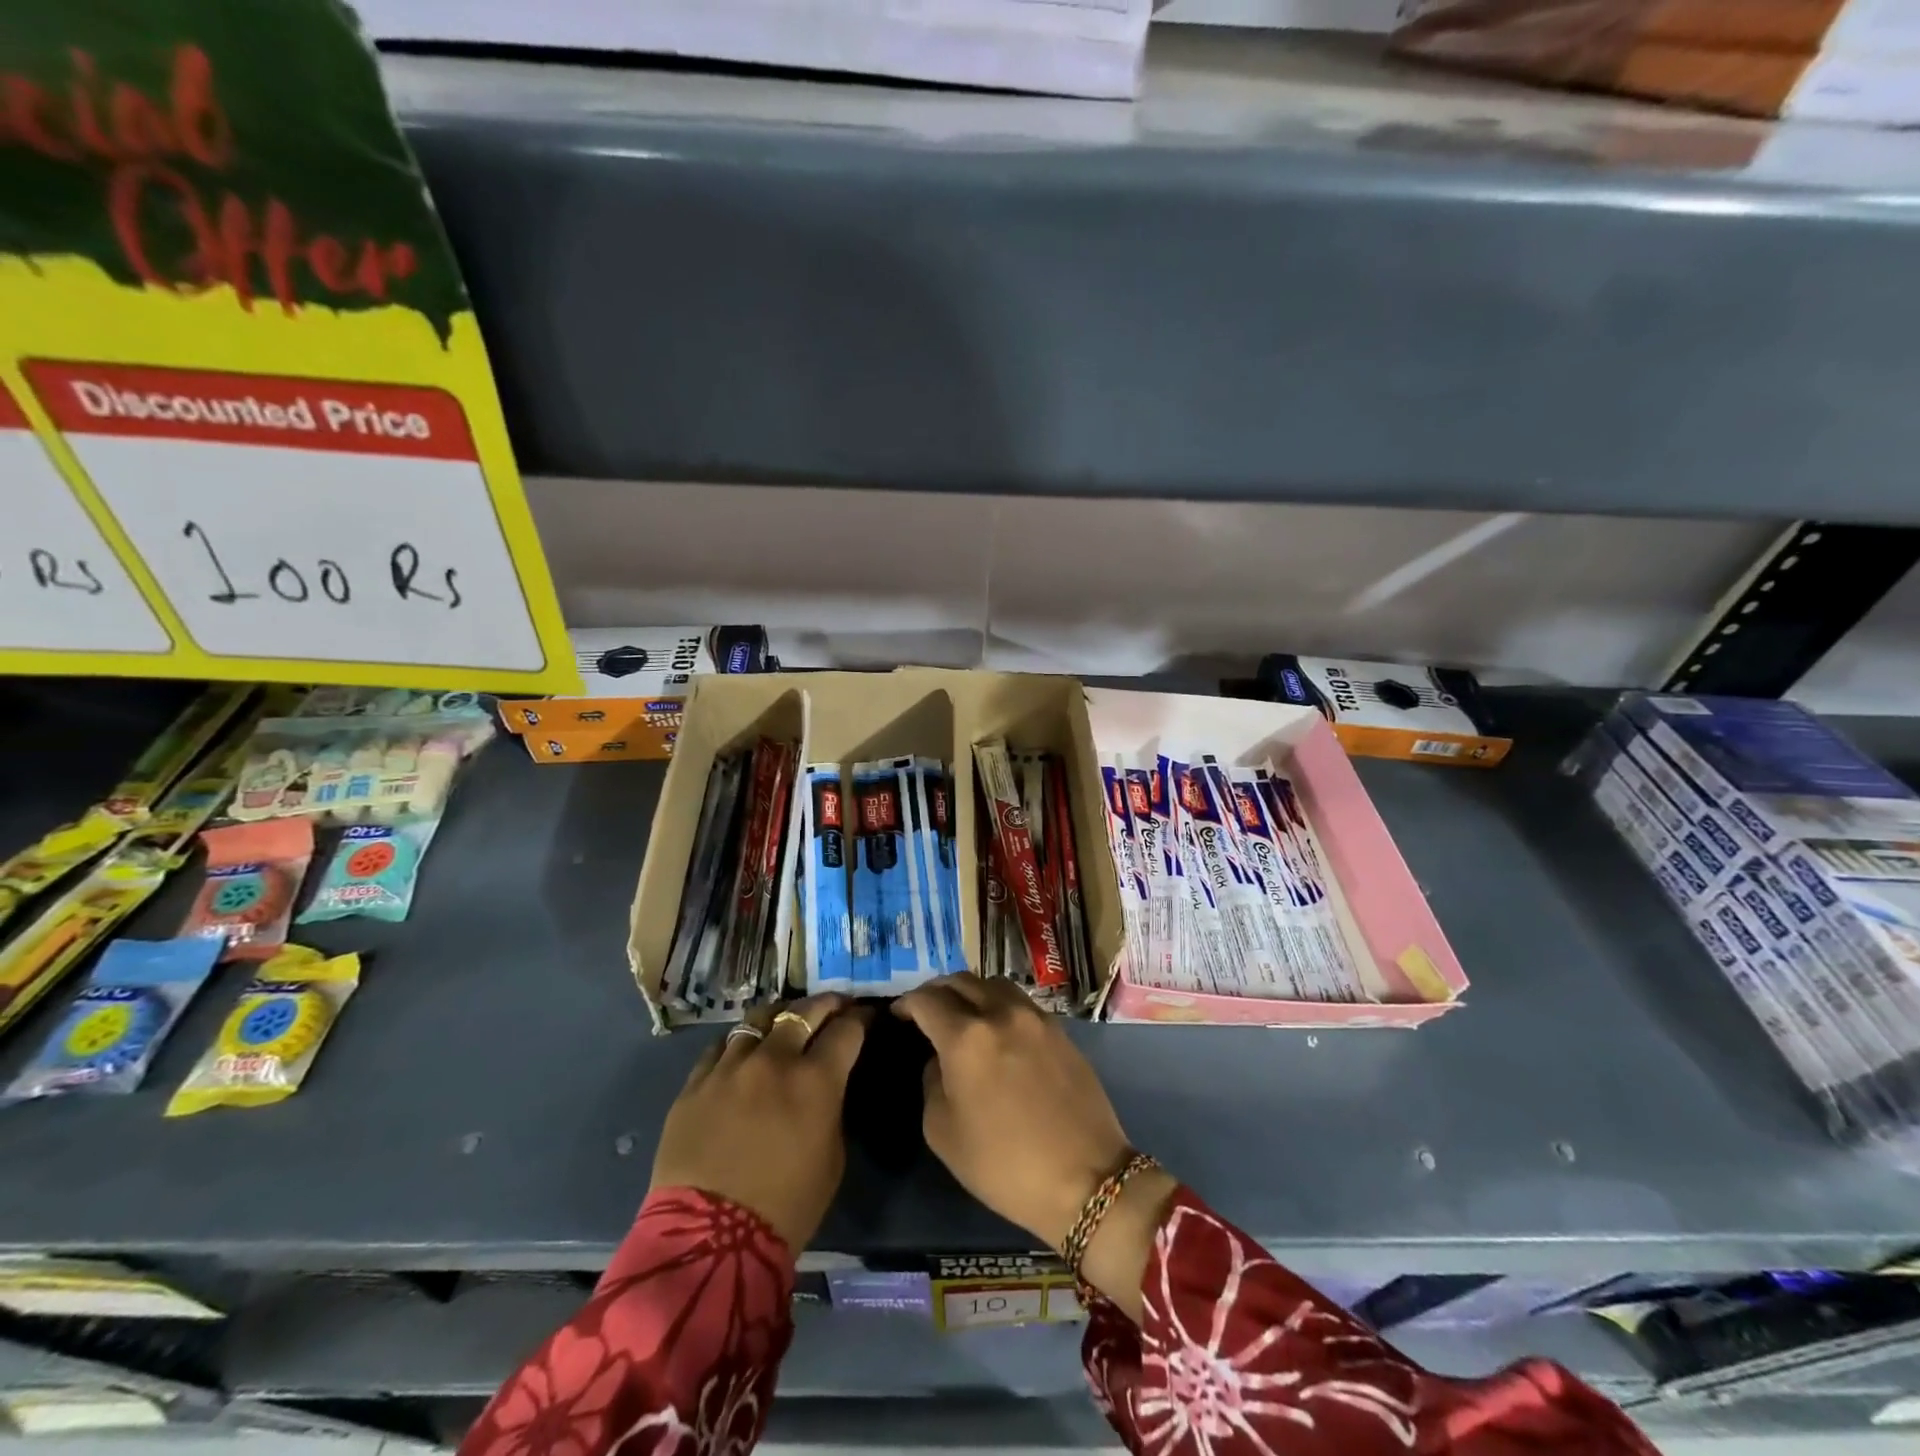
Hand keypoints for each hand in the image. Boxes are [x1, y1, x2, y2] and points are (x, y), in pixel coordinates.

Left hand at [650, 993, 867, 1252]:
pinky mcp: (695, 1083)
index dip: (861, 1018)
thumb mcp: (832, 1155)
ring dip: (780, 1018)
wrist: (710, 1242)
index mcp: (816, 1080)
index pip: (847, 1029)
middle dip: (826, 1004)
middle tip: (834, 1006)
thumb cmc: (787, 1207)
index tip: (866, 1016)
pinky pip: (721, 1046)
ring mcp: (730, 1067)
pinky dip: (740, 1044)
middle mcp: (774, 1060)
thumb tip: (826, 1084)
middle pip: (804, 1011)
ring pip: (759, 1019)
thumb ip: (831, 1106)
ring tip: (784, 1023)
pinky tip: (743, 1053)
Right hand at [894, 973, 1134, 1250]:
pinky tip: (997, 1029)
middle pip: (961, 981)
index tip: (899, 1014)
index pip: (927, 1000)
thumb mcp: (943, 1133)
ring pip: (993, 983)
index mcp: (966, 1037)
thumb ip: (932, 1082)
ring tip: (962, 1014)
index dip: (907, 1003)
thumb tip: (939, 1059)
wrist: (1086, 1178)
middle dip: (937, 991)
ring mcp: (1035, 1017)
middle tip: (926, 1010)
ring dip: (971, 991)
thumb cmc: (1005, 1165)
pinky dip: (999, 1004)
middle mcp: (1000, 1013)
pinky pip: (1020, 1002)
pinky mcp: (1060, 1029)